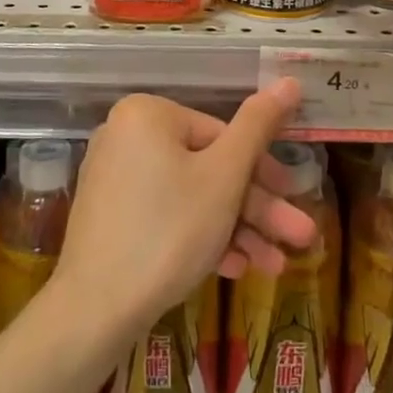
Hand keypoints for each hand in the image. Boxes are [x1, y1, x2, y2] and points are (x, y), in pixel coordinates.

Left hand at [54, 83, 316, 334]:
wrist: (95, 311)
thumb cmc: (169, 231)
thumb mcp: (225, 177)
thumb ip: (258, 126)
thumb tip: (289, 80)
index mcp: (148, 114)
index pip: (221, 134)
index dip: (263, 171)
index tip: (294, 200)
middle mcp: (125, 136)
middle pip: (207, 167)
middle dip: (256, 208)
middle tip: (298, 237)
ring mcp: (114, 178)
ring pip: (191, 196)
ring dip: (236, 229)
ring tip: (274, 267)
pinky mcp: (111, 217)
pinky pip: (165, 216)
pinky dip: (199, 237)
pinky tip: (234, 269)